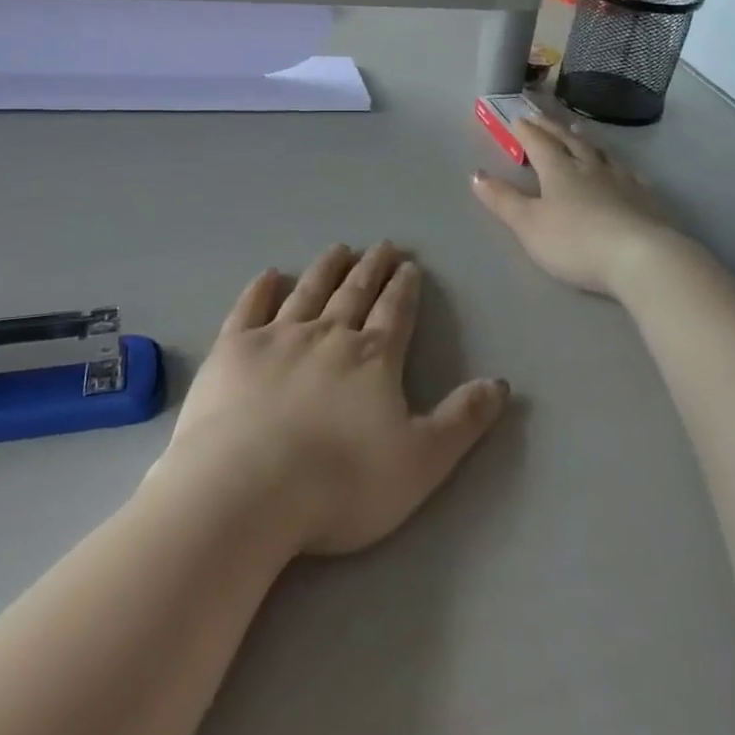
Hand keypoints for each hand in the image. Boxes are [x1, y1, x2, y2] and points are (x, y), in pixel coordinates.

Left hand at [154, 243, 508, 558]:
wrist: (248, 489)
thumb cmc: (341, 483)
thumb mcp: (421, 461)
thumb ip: (462, 420)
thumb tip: (500, 383)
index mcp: (372, 359)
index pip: (394, 312)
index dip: (404, 288)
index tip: (409, 265)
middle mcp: (328, 335)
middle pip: (355, 293)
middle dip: (372, 268)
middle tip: (382, 245)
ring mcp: (277, 337)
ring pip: (308, 291)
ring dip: (326, 268)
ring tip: (339, 249)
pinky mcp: (233, 349)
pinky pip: (251, 308)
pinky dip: (261, 288)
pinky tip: (270, 274)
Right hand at [471, 114, 671, 296]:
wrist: (641, 257)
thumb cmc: (575, 241)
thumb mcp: (529, 224)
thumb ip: (503, 200)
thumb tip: (475, 174)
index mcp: (559, 171)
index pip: (538, 143)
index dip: (526, 131)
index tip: (517, 118)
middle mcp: (590, 167)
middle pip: (568, 141)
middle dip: (551, 127)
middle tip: (540, 116)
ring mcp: (621, 181)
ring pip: (599, 152)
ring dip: (584, 140)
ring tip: (577, 131)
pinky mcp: (646, 199)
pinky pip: (629, 173)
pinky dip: (618, 166)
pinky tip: (622, 169)